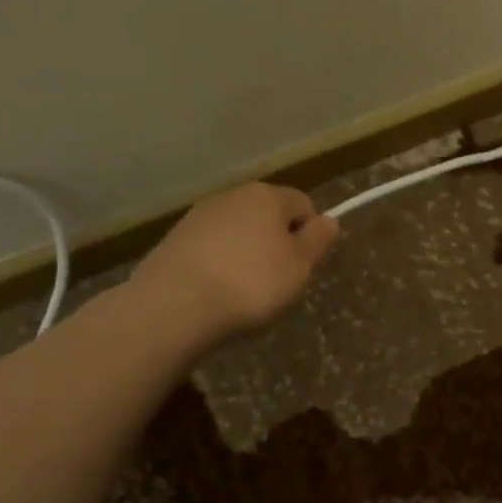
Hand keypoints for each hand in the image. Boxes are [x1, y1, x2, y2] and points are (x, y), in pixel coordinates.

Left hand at [132, 183, 339, 342]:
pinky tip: (215, 294)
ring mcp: (198, 217)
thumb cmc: (251, 283)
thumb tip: (329, 219)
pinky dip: (218, 266)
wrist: (173, 306)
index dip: (310, 235)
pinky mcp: (173, 241)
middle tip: (278, 283)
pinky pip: (210, 250)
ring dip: (246, 255)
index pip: (303, 204)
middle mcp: (232, 196)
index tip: (304, 267)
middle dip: (276, 244)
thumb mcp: (299, 266)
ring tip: (243, 293)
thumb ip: (318, 240)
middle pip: (267, 216)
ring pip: (237, 233)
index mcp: (267, 196)